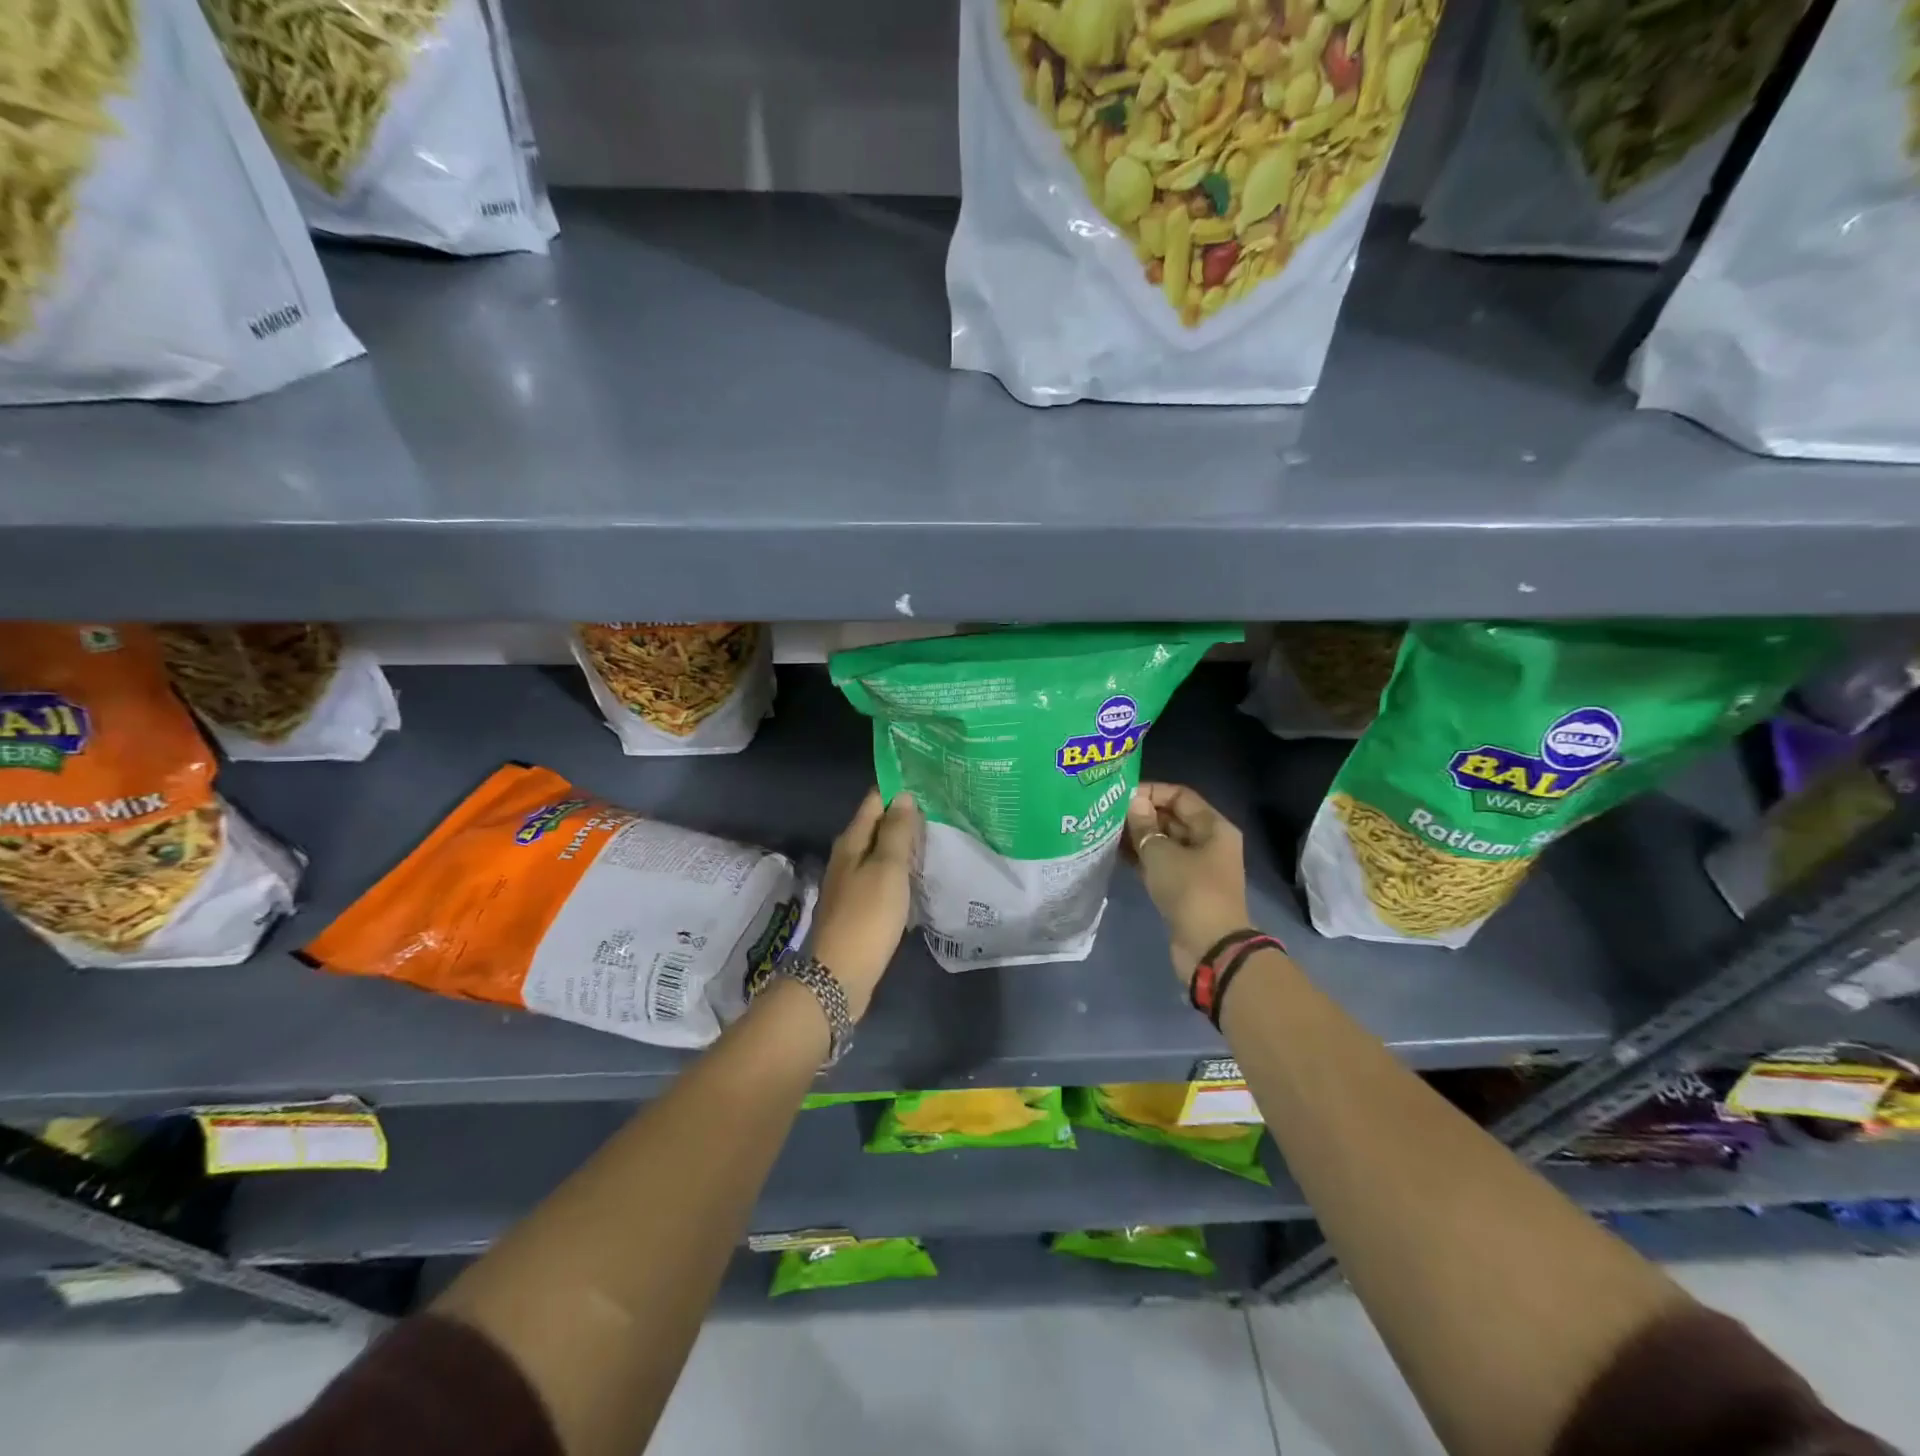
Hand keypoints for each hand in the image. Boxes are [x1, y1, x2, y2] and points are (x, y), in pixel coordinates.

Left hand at [808, 788, 919, 1018]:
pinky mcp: (857, 907)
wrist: (839, 975)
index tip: (928, 786)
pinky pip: (881, 877)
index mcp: (851, 841)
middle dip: (903, 817)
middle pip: (876, 826)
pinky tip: (917, 876)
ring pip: (879, 853)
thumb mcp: (887, 868)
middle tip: (940, 811)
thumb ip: (896, 831)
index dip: (898, 791)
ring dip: (902, 846)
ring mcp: (850, 883)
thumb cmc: (867, 916)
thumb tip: (903, 796)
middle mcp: (846, 857)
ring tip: (934, 840)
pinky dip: (898, 871)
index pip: (874, 801)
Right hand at [1125, 782, 1251, 987]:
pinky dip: (1141, 858)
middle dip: (1142, 815)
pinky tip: (1115, 854)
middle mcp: (1208, 843)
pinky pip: (1160, 864)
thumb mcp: (1162, 853)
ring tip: (1106, 831)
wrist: (1210, 947)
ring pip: (1164, 843)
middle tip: (1107, 813)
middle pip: (1172, 818)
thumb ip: (1145, 826)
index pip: (1180, 796)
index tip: (1121, 796)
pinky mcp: (1183, 889)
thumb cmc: (1190, 891)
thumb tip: (1134, 803)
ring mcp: (1196, 867)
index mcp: (1213, 827)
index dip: (1151, 792)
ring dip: (1138, 837)